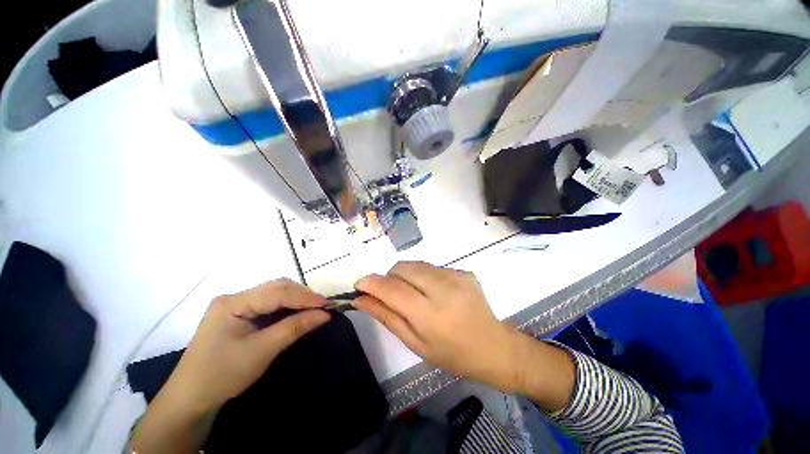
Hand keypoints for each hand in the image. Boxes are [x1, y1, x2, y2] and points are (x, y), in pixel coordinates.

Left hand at [131, 279, 329, 453]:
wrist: (190, 399)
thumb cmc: (222, 374)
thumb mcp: (262, 351)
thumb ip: (294, 328)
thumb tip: (325, 314)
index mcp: (233, 302)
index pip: (277, 292)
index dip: (305, 297)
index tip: (327, 305)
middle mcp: (234, 297)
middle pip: (276, 288)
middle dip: (302, 296)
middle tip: (322, 307)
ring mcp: (235, 305)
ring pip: (274, 294)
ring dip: (296, 301)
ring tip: (313, 310)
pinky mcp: (239, 315)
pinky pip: (269, 305)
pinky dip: (286, 308)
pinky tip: (296, 314)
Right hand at [354, 261, 526, 392]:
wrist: (494, 347)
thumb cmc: (452, 354)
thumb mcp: (415, 343)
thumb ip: (386, 317)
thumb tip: (361, 299)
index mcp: (429, 314)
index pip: (391, 289)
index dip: (371, 283)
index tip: (359, 284)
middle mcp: (443, 288)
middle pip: (403, 268)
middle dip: (389, 277)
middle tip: (392, 294)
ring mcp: (456, 276)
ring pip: (416, 264)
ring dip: (407, 276)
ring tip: (416, 295)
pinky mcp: (463, 271)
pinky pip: (432, 267)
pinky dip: (425, 276)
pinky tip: (435, 293)